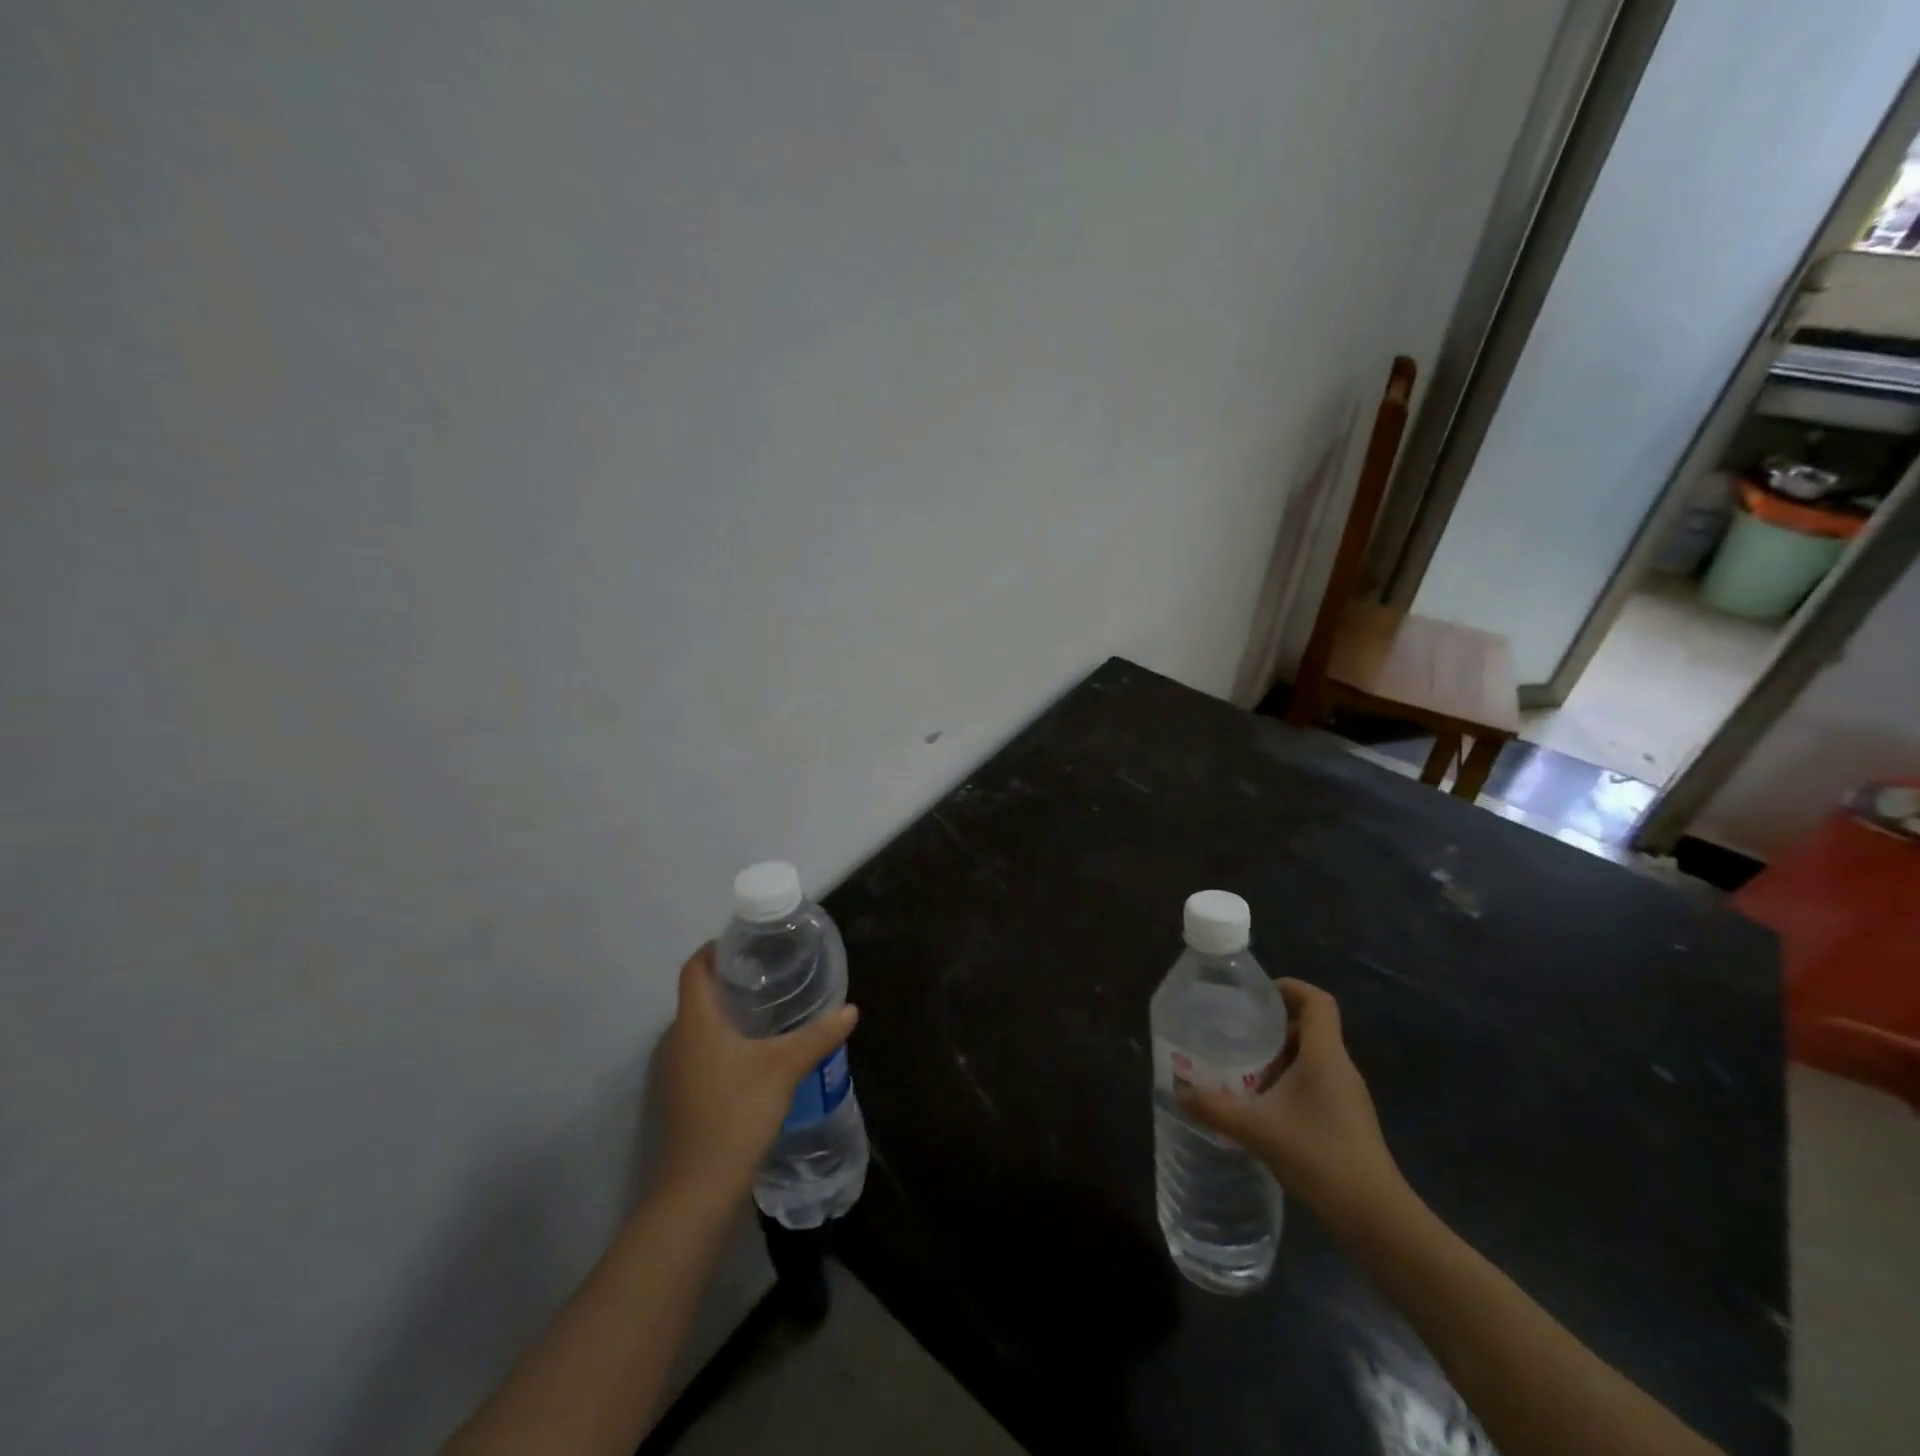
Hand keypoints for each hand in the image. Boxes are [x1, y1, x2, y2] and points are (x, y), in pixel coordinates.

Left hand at [655, 944, 857, 1200]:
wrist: (698, 1189)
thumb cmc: (737, 1112)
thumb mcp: (785, 1068)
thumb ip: (818, 1036)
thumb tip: (850, 1010)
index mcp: (695, 1021)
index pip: (694, 967)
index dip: (716, 949)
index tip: (748, 943)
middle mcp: (676, 1039)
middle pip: (698, 995)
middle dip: (730, 981)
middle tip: (770, 975)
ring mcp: (672, 1072)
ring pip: (699, 1027)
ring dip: (726, 1015)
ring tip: (767, 1012)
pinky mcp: (679, 1097)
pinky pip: (699, 1053)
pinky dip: (722, 1043)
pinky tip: (753, 1056)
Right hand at [1180, 979, 1405, 1226]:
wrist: (1375, 1217)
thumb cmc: (1319, 1156)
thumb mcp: (1256, 1129)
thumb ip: (1214, 1108)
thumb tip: (1178, 1092)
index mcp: (1325, 1055)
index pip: (1317, 1001)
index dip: (1290, 988)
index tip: (1256, 995)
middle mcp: (1340, 1067)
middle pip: (1311, 1027)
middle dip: (1273, 1024)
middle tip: (1237, 1031)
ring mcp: (1347, 1095)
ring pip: (1312, 1056)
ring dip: (1279, 1055)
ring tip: (1242, 1066)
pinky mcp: (1347, 1119)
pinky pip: (1316, 1081)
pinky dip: (1289, 1080)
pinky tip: (1264, 1104)